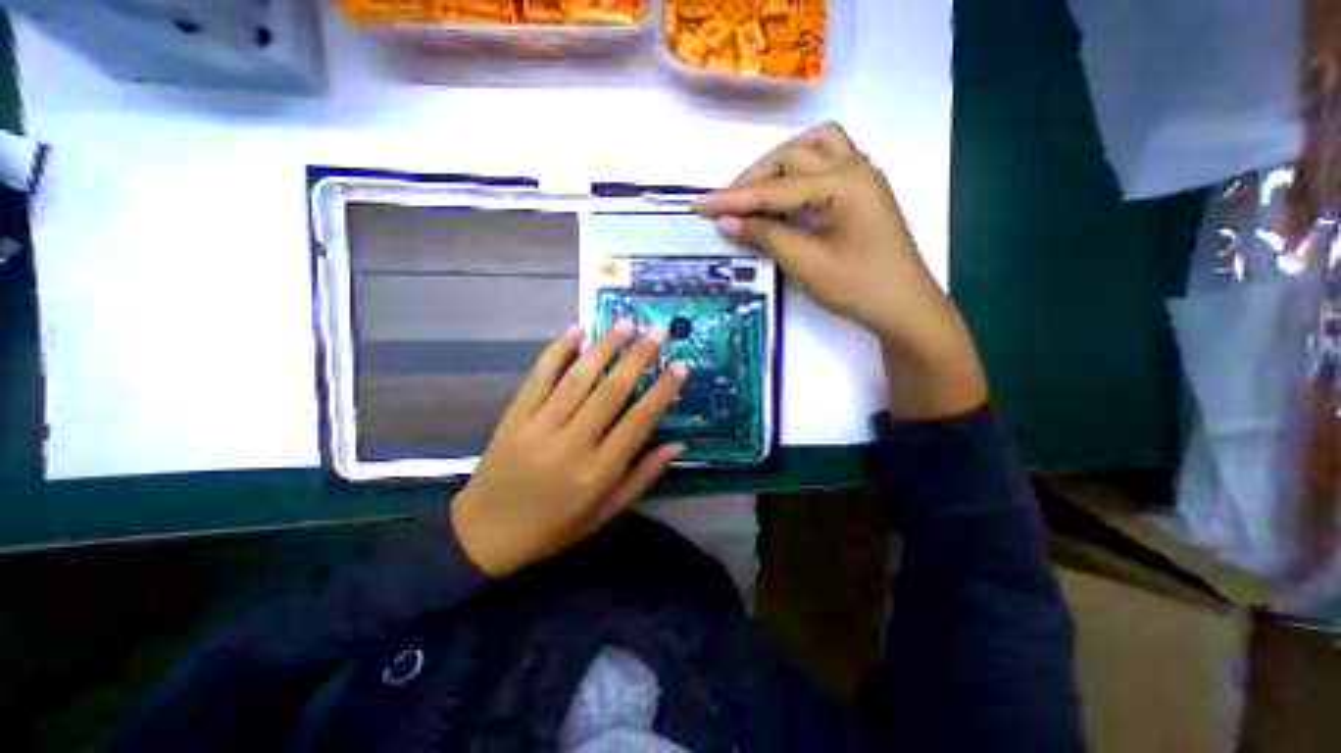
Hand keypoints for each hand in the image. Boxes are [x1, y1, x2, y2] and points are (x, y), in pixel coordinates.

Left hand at [450, 320, 683, 577]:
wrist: (484, 534)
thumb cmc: (554, 527)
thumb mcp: (605, 513)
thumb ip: (642, 478)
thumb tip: (676, 445)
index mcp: (597, 472)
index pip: (638, 422)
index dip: (662, 391)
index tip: (680, 365)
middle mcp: (571, 444)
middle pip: (610, 392)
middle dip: (637, 358)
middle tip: (656, 332)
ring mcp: (538, 427)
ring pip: (578, 378)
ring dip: (603, 347)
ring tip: (624, 323)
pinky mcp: (514, 416)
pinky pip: (539, 377)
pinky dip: (557, 351)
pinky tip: (575, 330)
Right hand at [690, 120, 981, 419]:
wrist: (904, 308)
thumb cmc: (859, 289)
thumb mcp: (807, 264)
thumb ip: (766, 236)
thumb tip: (727, 221)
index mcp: (844, 184)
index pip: (775, 188)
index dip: (733, 199)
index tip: (699, 204)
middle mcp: (855, 167)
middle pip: (792, 156)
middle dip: (754, 178)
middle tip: (726, 205)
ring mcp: (862, 175)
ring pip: (813, 147)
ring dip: (779, 163)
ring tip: (754, 191)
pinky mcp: (862, 189)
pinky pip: (827, 159)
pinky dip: (800, 167)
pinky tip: (785, 190)